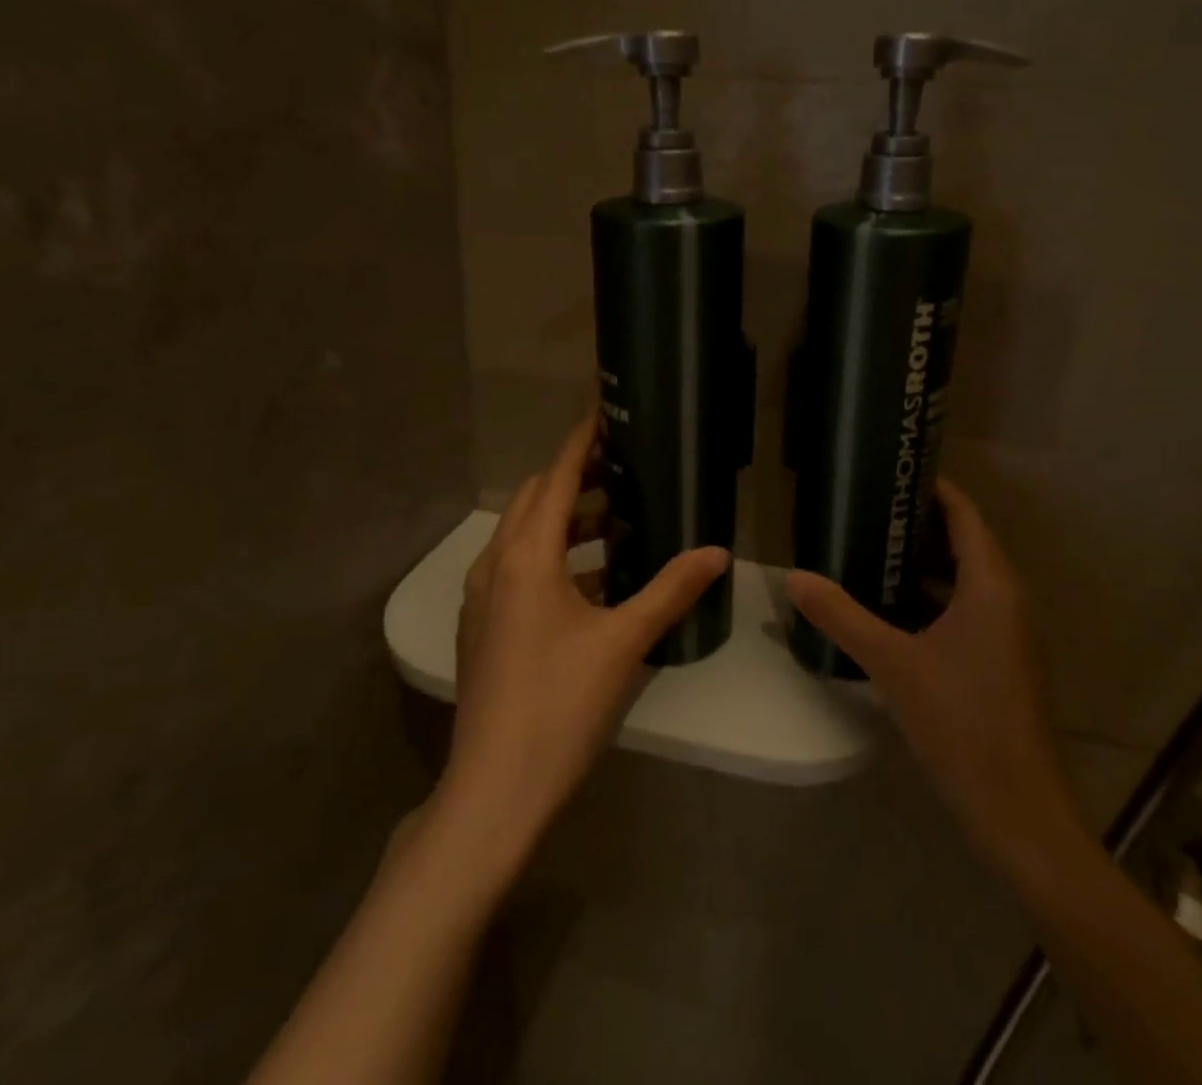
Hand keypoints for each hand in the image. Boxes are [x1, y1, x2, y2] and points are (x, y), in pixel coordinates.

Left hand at [439, 411, 729, 863]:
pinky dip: (554, 556)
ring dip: (566, 520)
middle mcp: (495, 565)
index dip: (580, 441)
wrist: (493, 791)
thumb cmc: (560, 706)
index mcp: (526, 557)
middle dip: (576, 478)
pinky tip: (595, 581)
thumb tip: (719, 551)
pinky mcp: (484, 626)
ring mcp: (483, 598)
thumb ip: (671, 589)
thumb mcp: (624, 642)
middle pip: (534, 499)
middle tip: (625, 470)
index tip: (604, 411)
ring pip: (525, 535)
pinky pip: (519, 568)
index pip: (555, 477)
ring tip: (618, 522)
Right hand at [783, 478, 1080, 880]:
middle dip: (918, 523)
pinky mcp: (1001, 662)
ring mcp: (1008, 633)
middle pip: (964, 542)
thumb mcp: (892, 663)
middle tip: (866, 508)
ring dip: (922, 562)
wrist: (1018, 813)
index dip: (933, 487)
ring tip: (870, 548)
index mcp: (991, 585)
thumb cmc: (961, 722)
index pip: (964, 514)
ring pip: (964, 579)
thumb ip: (841, 616)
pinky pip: (965, 609)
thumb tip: (793, 577)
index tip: (891, 471)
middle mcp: (1007, 599)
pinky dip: (930, 597)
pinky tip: (889, 607)